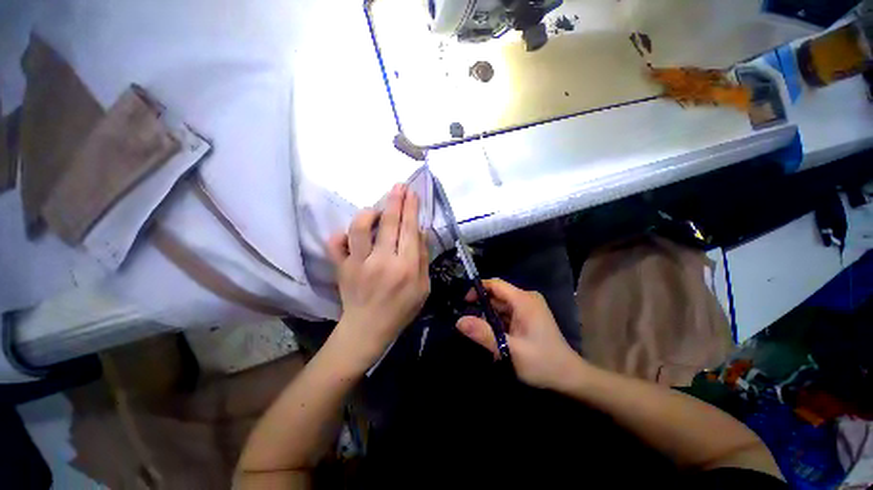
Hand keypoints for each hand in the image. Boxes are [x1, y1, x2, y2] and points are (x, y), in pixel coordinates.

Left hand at [327, 184, 430, 369]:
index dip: (411, 208)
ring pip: (360, 228)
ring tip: (375, 210)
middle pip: (388, 223)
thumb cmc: (401, 309)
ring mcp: (359, 264)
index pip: (409, 229)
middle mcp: (383, 261)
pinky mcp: (342, 268)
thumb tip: (421, 231)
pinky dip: (340, 236)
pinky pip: (335, 245)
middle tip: (398, 185)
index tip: (411, 192)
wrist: (368, 329)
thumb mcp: (423, 287)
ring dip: (368, 213)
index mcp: (406, 267)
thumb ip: (423, 258)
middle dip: (395, 200)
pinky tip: (349, 234)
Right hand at [456, 279, 584, 389]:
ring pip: (501, 305)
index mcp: (524, 300)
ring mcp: (529, 307)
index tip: (464, 303)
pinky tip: (495, 336)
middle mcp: (526, 298)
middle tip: (470, 324)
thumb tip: (459, 321)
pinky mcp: (529, 316)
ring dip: (490, 317)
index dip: (478, 289)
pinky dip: (498, 322)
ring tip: (481, 333)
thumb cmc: (542, 363)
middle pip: (497, 295)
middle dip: (482, 307)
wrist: (570, 377)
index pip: (495, 284)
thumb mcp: (510, 350)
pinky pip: (508, 313)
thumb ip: (484, 334)